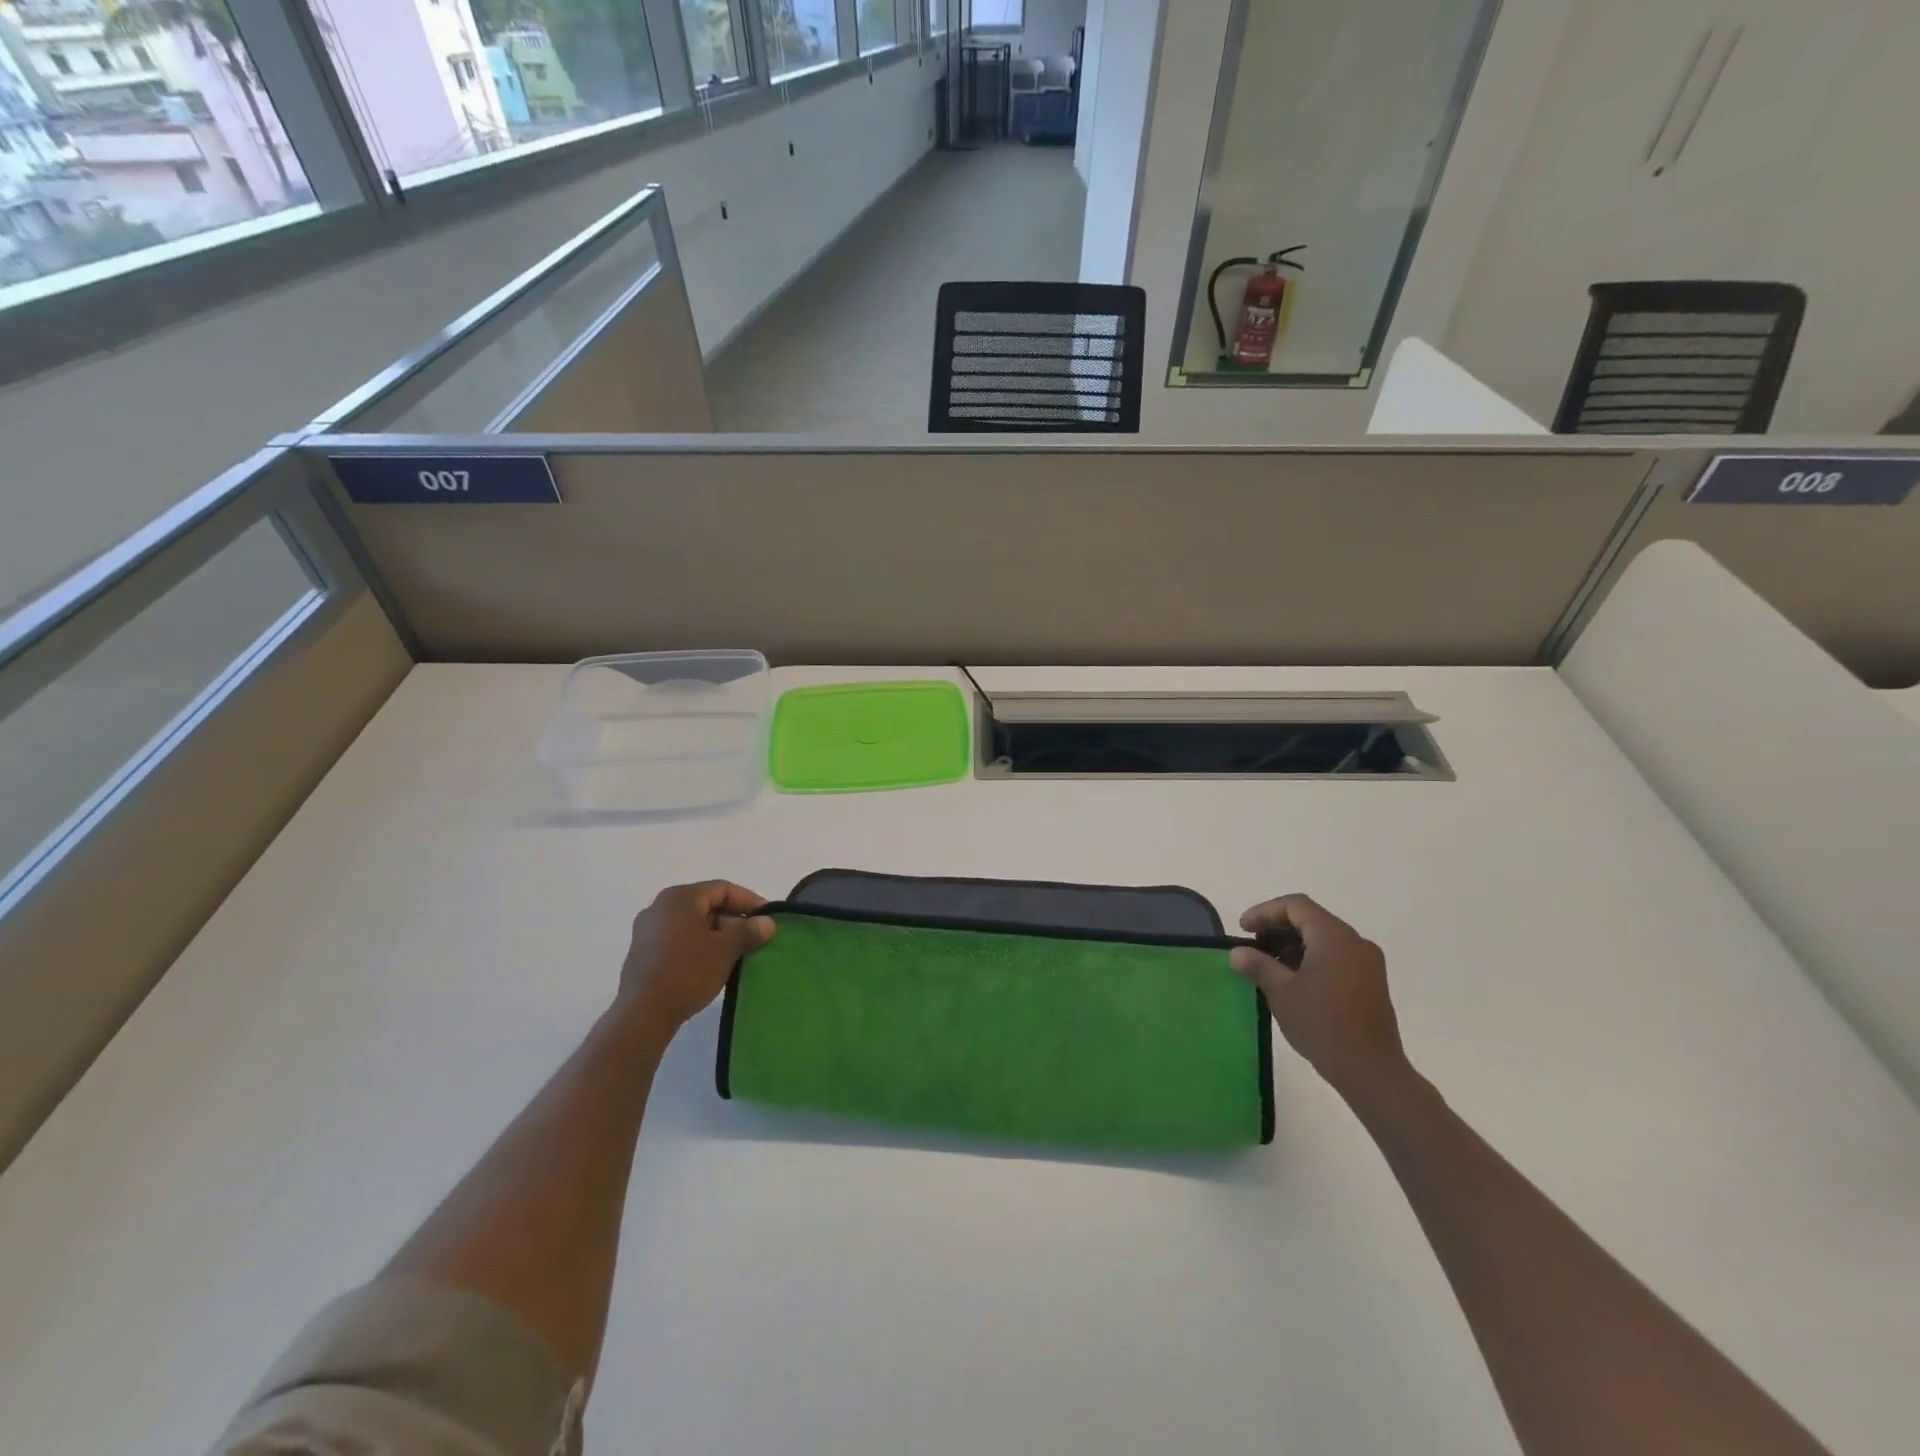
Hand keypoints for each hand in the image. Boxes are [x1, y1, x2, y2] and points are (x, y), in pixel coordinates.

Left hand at [617, 881, 774, 1037]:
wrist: (642, 1014)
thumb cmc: (688, 971)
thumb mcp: (726, 949)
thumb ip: (748, 931)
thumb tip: (767, 923)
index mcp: (679, 898)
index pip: (722, 889)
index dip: (749, 901)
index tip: (768, 918)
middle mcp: (660, 908)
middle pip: (706, 906)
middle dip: (734, 921)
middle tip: (755, 939)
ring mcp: (647, 932)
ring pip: (693, 926)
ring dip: (718, 937)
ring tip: (738, 955)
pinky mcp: (643, 955)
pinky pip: (679, 941)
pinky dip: (699, 948)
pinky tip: (713, 967)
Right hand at [1229, 894, 1406, 1098]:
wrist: (1371, 1071)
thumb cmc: (1323, 1024)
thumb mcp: (1281, 992)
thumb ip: (1257, 965)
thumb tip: (1237, 953)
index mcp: (1334, 936)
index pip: (1295, 906)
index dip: (1265, 912)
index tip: (1243, 929)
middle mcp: (1355, 942)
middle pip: (1310, 919)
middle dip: (1277, 929)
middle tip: (1252, 947)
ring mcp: (1367, 963)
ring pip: (1323, 939)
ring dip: (1293, 945)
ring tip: (1268, 967)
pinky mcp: (1372, 983)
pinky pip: (1336, 956)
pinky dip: (1311, 959)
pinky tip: (1293, 982)